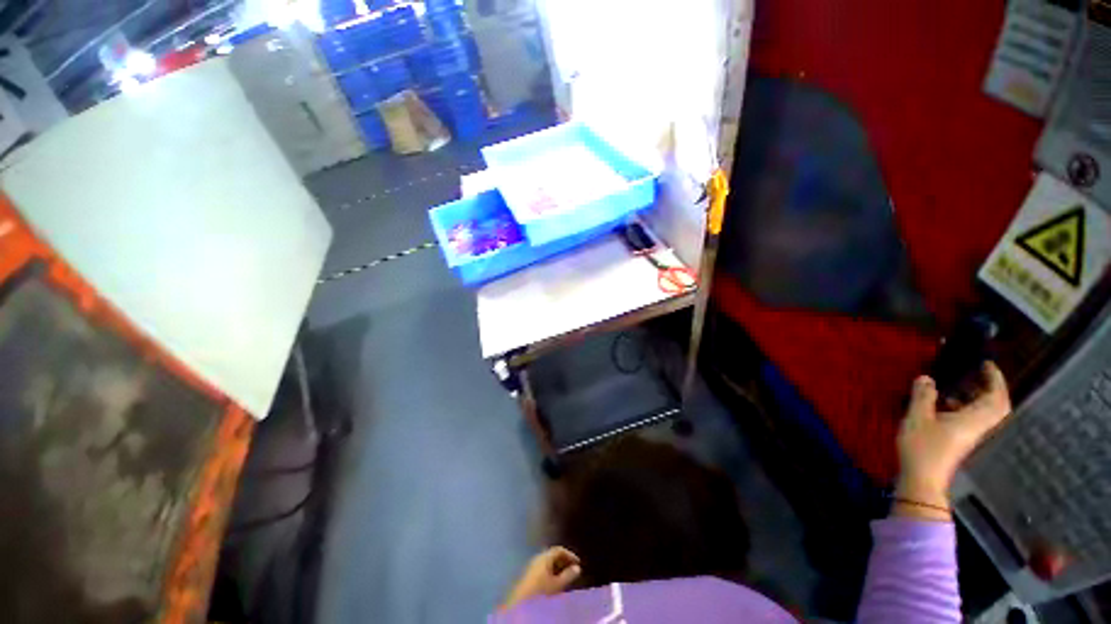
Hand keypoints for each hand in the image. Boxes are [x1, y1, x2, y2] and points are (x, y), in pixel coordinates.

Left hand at [502, 547, 581, 609]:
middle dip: (563, 561)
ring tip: (565, 576)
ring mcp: (532, 565)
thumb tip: (578, 568)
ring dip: (557, 567)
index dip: (570, 554)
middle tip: (572, 569)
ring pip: (547, 562)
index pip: (559, 549)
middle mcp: (538, 557)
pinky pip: (543, 568)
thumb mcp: (557, 584)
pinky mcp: (529, 574)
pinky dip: (551, 571)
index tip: (578, 562)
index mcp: (544, 556)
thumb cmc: (541, 591)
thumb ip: (568, 575)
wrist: (522, 602)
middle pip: (553, 555)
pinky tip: (554, 581)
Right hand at [895, 362, 1010, 519]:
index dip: (996, 379)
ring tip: (953, 385)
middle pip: (994, 405)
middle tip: (973, 372)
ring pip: (981, 412)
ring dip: (973, 396)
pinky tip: (941, 404)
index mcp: (974, 419)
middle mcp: (977, 426)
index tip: (986, 364)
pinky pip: (969, 418)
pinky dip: (961, 406)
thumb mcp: (917, 418)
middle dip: (988, 387)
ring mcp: (968, 434)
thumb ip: (923, 396)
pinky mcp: (958, 440)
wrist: (922, 478)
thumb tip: (926, 377)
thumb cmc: (923, 447)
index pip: (997, 397)